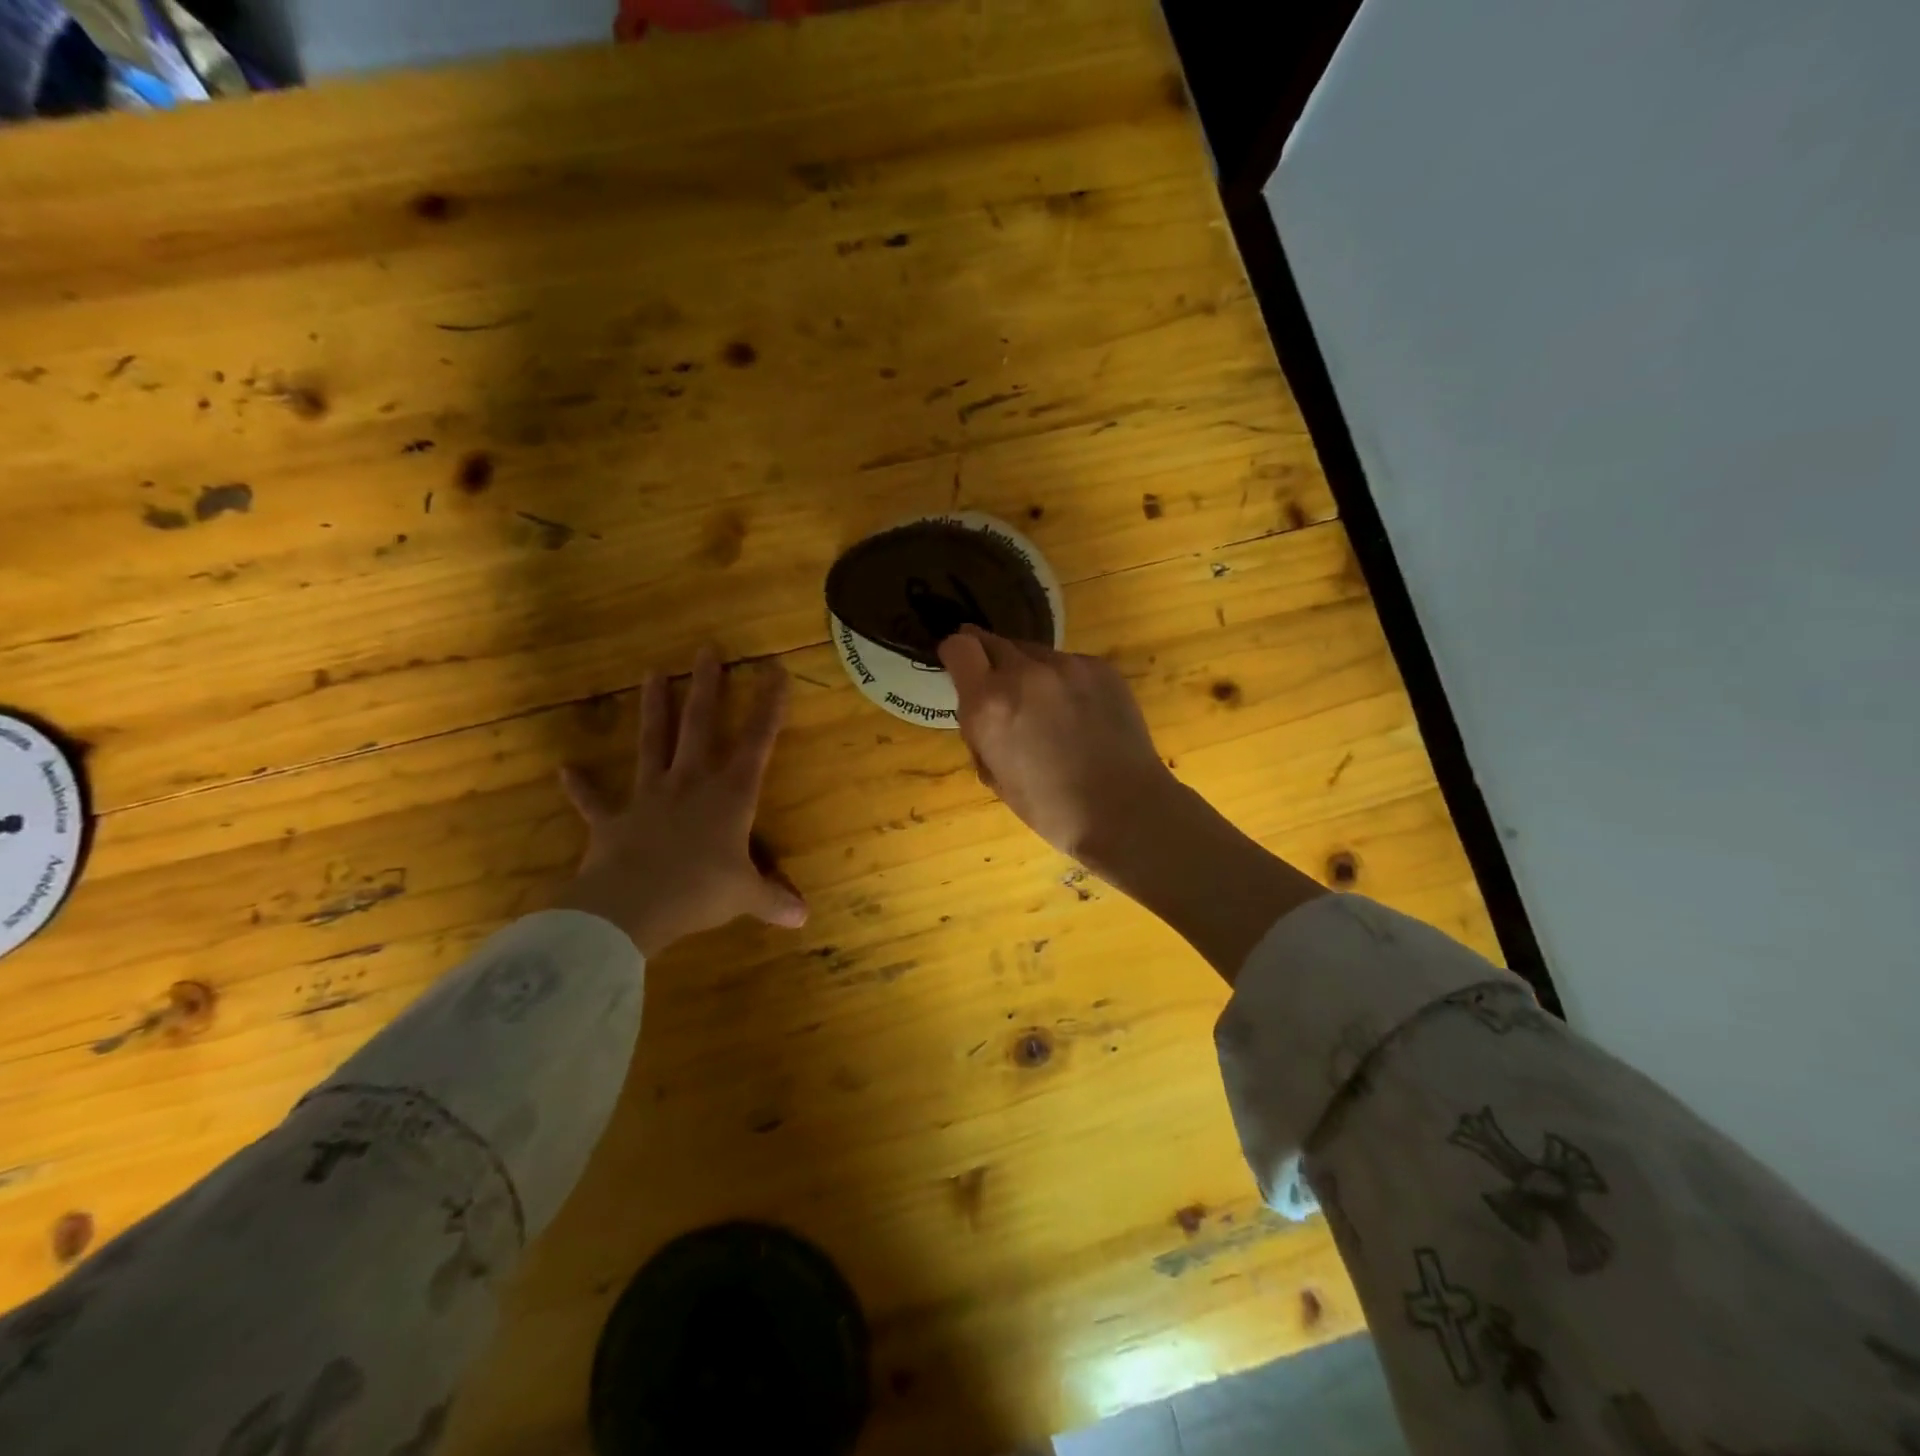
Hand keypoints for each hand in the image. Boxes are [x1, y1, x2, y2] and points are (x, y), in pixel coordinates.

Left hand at [553, 649, 806, 957]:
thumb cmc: (700, 893)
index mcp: (729, 795)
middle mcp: (690, 784)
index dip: (769, 705)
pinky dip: (581, 786)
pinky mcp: (613, 820)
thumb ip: (773, 899)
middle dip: (707, 687)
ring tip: (652, 673)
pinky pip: (595, 801)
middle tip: (707, 650)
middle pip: (699, 725)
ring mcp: (648, 797)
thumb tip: (803, 919)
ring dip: (653, 709)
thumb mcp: (745, 897)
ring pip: (653, 743)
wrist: (631, 908)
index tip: (774, 670)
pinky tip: (565, 769)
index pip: (757, 741)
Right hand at [936, 625, 1178, 864]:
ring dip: (1028, 672)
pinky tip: (1078, 713)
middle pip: (994, 642)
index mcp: (989, 704)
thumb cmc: (1050, 807)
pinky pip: (1068, 664)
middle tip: (1001, 691)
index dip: (956, 654)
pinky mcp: (1100, 668)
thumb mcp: (993, 774)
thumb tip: (981, 707)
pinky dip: (1063, 681)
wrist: (1124, 809)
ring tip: (1046, 708)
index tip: (960, 667)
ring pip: (1033, 653)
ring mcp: (1067, 665)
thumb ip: (979, 729)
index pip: (959, 646)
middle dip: (990, 661)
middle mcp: (1024, 673)